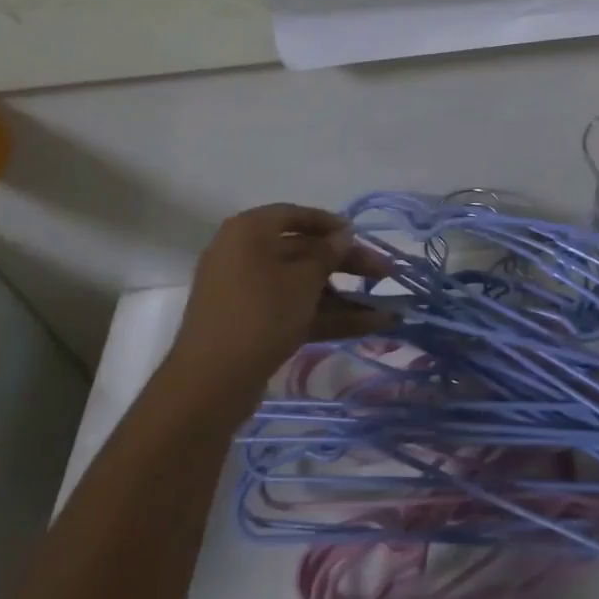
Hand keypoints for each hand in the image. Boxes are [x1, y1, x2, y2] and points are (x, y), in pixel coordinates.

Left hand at [170, 204, 389, 384]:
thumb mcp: (303, 279)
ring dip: (345, 296)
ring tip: (387, 309)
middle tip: (385, 273)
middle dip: (348, 264)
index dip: (330, 224)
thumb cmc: (260, 313)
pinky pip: (296, 311)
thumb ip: (328, 253)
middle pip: (305, 253)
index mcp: (249, 232)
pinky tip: (370, 326)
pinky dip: (329, 316)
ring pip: (304, 286)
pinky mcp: (255, 325)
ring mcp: (249, 293)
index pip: (295, 215)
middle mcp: (245, 256)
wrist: (211, 383)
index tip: (360, 235)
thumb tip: (342, 235)